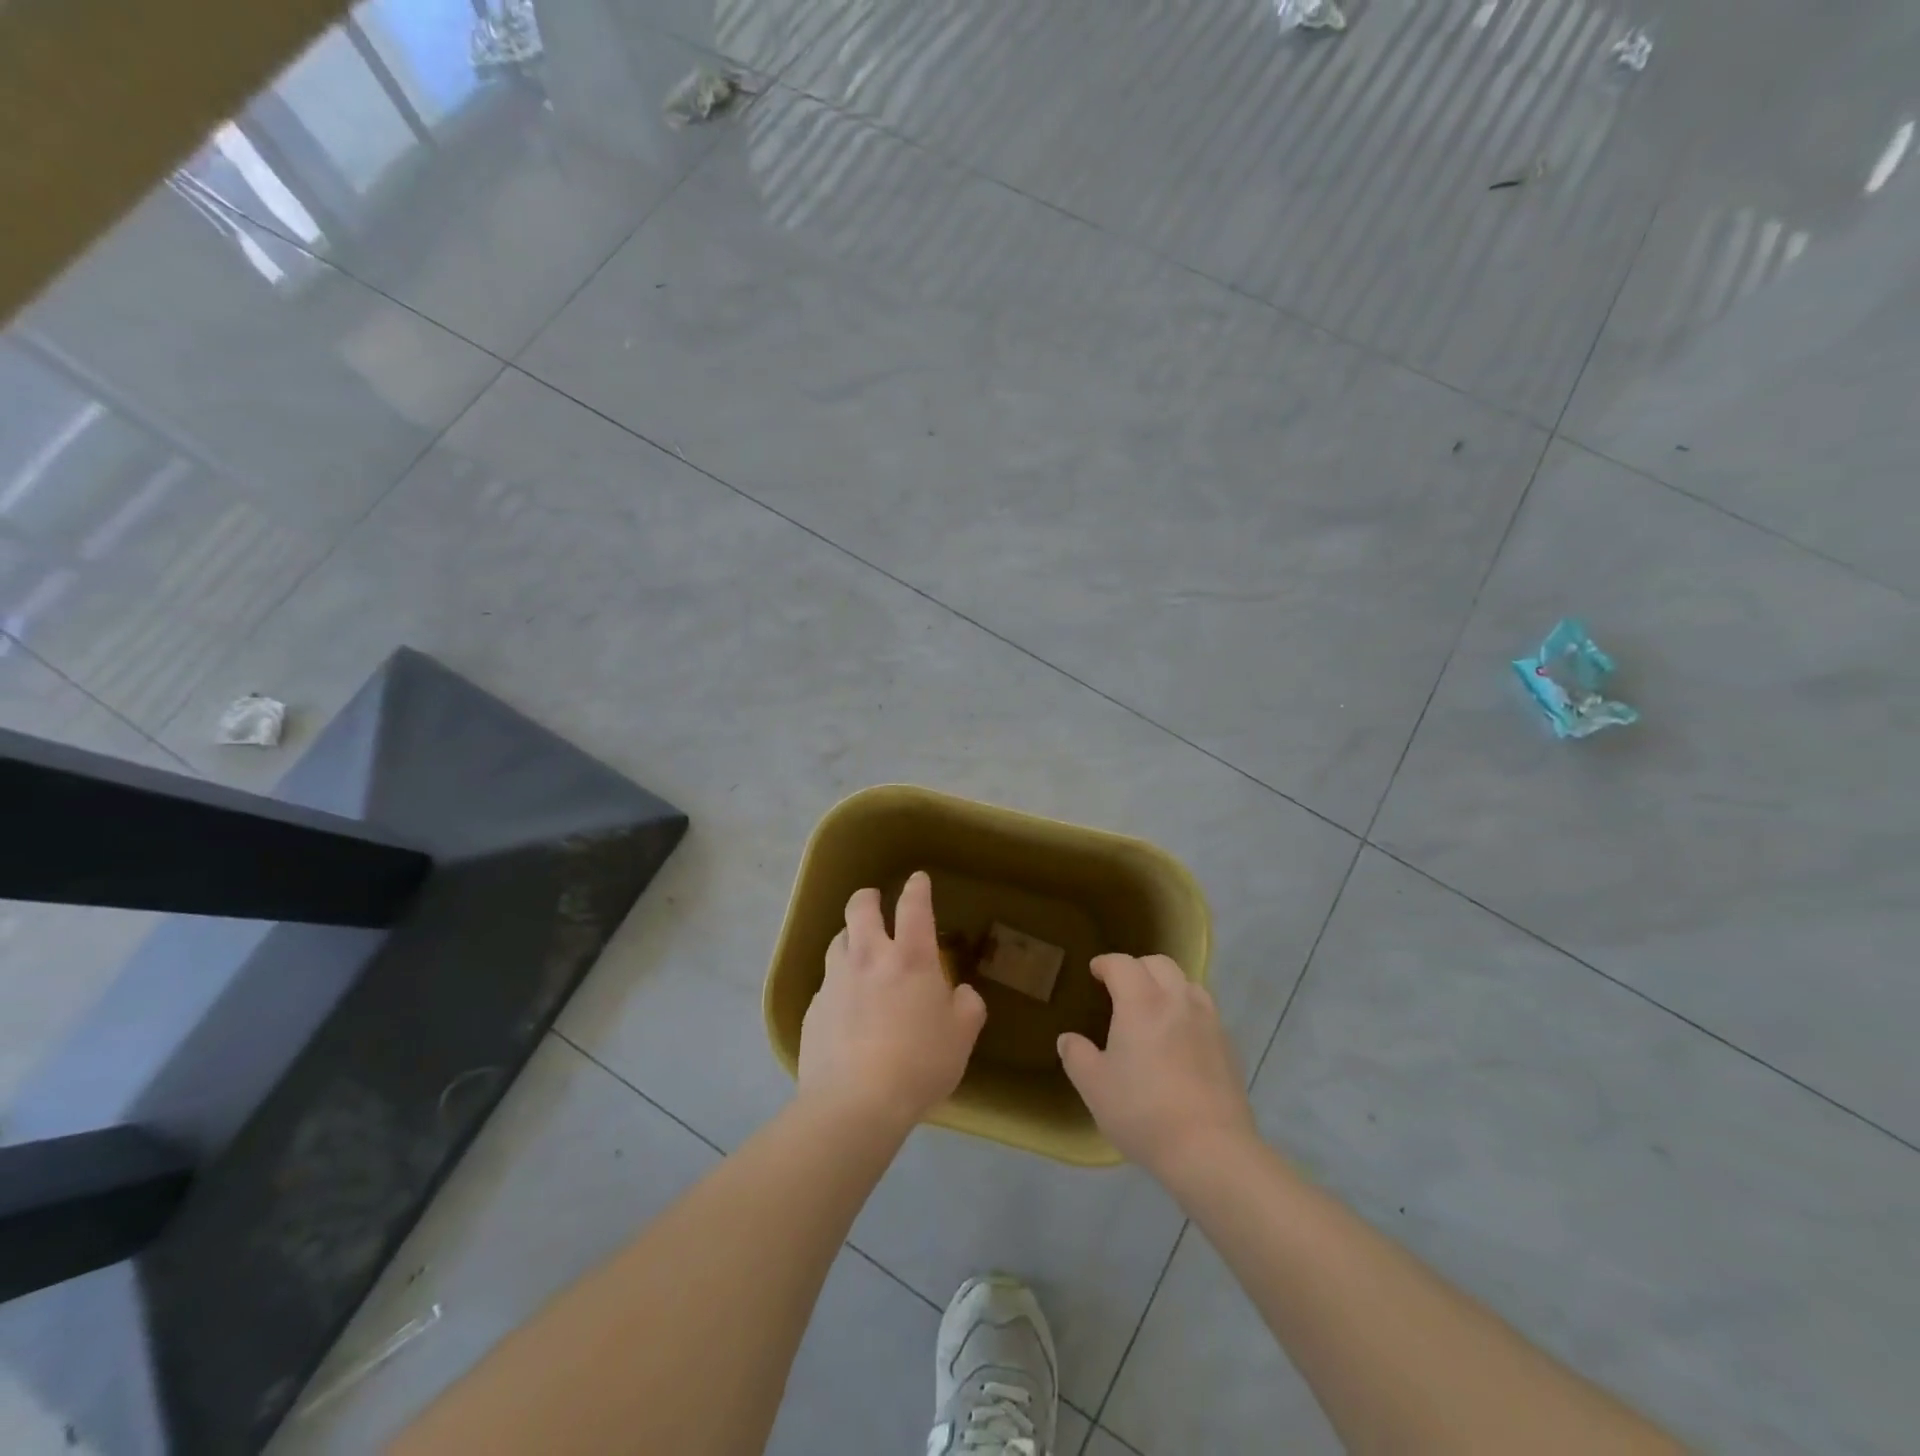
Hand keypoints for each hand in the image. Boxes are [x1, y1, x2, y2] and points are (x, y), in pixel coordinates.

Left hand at [799, 871, 987, 1132]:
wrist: (855, 1103)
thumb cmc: (919, 1063)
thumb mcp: (961, 1037)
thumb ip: (967, 1006)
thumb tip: (961, 992)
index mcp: (910, 958)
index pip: (914, 906)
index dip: (917, 888)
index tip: (917, 879)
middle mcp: (869, 958)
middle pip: (860, 907)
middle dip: (869, 897)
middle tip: (875, 901)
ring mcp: (836, 981)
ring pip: (838, 940)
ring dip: (850, 937)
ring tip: (859, 951)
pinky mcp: (814, 1008)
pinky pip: (827, 983)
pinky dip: (839, 983)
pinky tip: (846, 1006)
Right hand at [1059, 954, 1258, 1182]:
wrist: (1211, 1150)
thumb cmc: (1143, 1112)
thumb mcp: (1094, 1087)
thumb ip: (1077, 1056)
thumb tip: (1068, 1039)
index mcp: (1141, 1002)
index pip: (1122, 964)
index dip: (1105, 963)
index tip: (1095, 971)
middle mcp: (1177, 1000)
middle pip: (1159, 964)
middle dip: (1137, 967)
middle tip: (1122, 987)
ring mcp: (1208, 1021)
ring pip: (1187, 983)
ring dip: (1167, 985)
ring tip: (1154, 1008)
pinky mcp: (1228, 1046)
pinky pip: (1205, 1012)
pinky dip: (1188, 1011)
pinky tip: (1181, 1039)